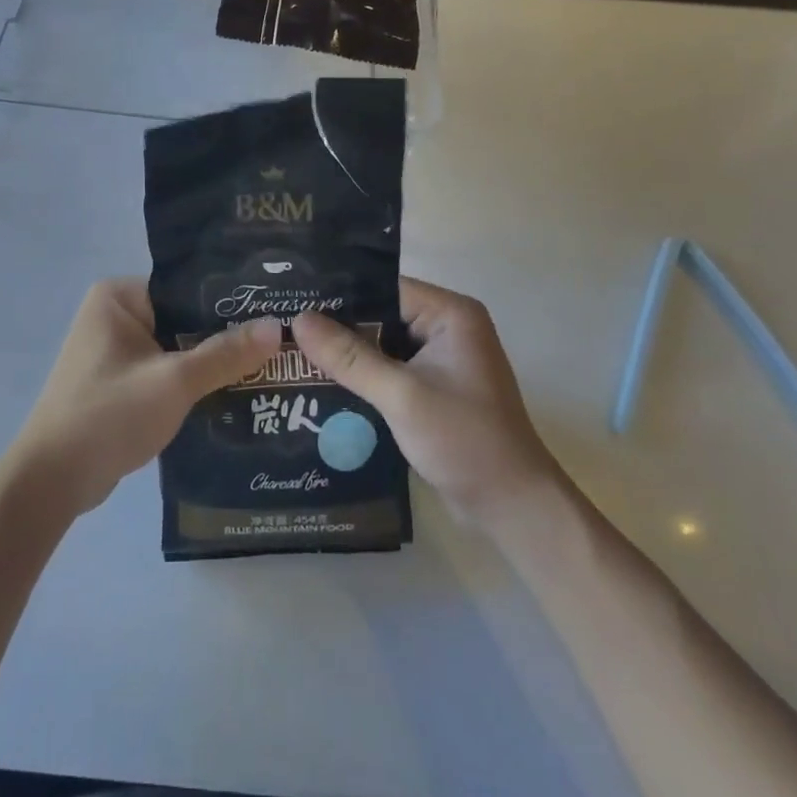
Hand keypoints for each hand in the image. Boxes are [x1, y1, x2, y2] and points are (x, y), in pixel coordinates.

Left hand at [8, 279, 280, 520]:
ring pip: (176, 349)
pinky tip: (234, 395)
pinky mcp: (119, 384)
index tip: (273, 311)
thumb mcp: (174, 381)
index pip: (186, 287)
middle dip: (224, 337)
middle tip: (279, 343)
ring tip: (268, 368)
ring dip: (211, 363)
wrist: (53, 480)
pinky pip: (165, 373)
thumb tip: (276, 327)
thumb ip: (225, 354)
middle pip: (183, 319)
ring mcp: (115, 351)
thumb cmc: (109, 414)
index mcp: (119, 296)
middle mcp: (114, 315)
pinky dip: (192, 384)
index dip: (229, 301)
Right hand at [293, 278, 554, 523]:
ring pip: (380, 344)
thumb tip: (298, 319)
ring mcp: (440, 360)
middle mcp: (446, 328)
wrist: (513, 509)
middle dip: (336, 325)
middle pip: (379, 314)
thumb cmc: (465, 441)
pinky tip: (319, 380)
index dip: (339, 293)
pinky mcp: (432, 389)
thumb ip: (349, 357)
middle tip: (283, 325)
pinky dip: (360, 376)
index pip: (383, 287)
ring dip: (345, 353)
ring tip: (290, 349)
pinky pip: (387, 369)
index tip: (292, 298)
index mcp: (450, 313)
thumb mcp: (401, 395)